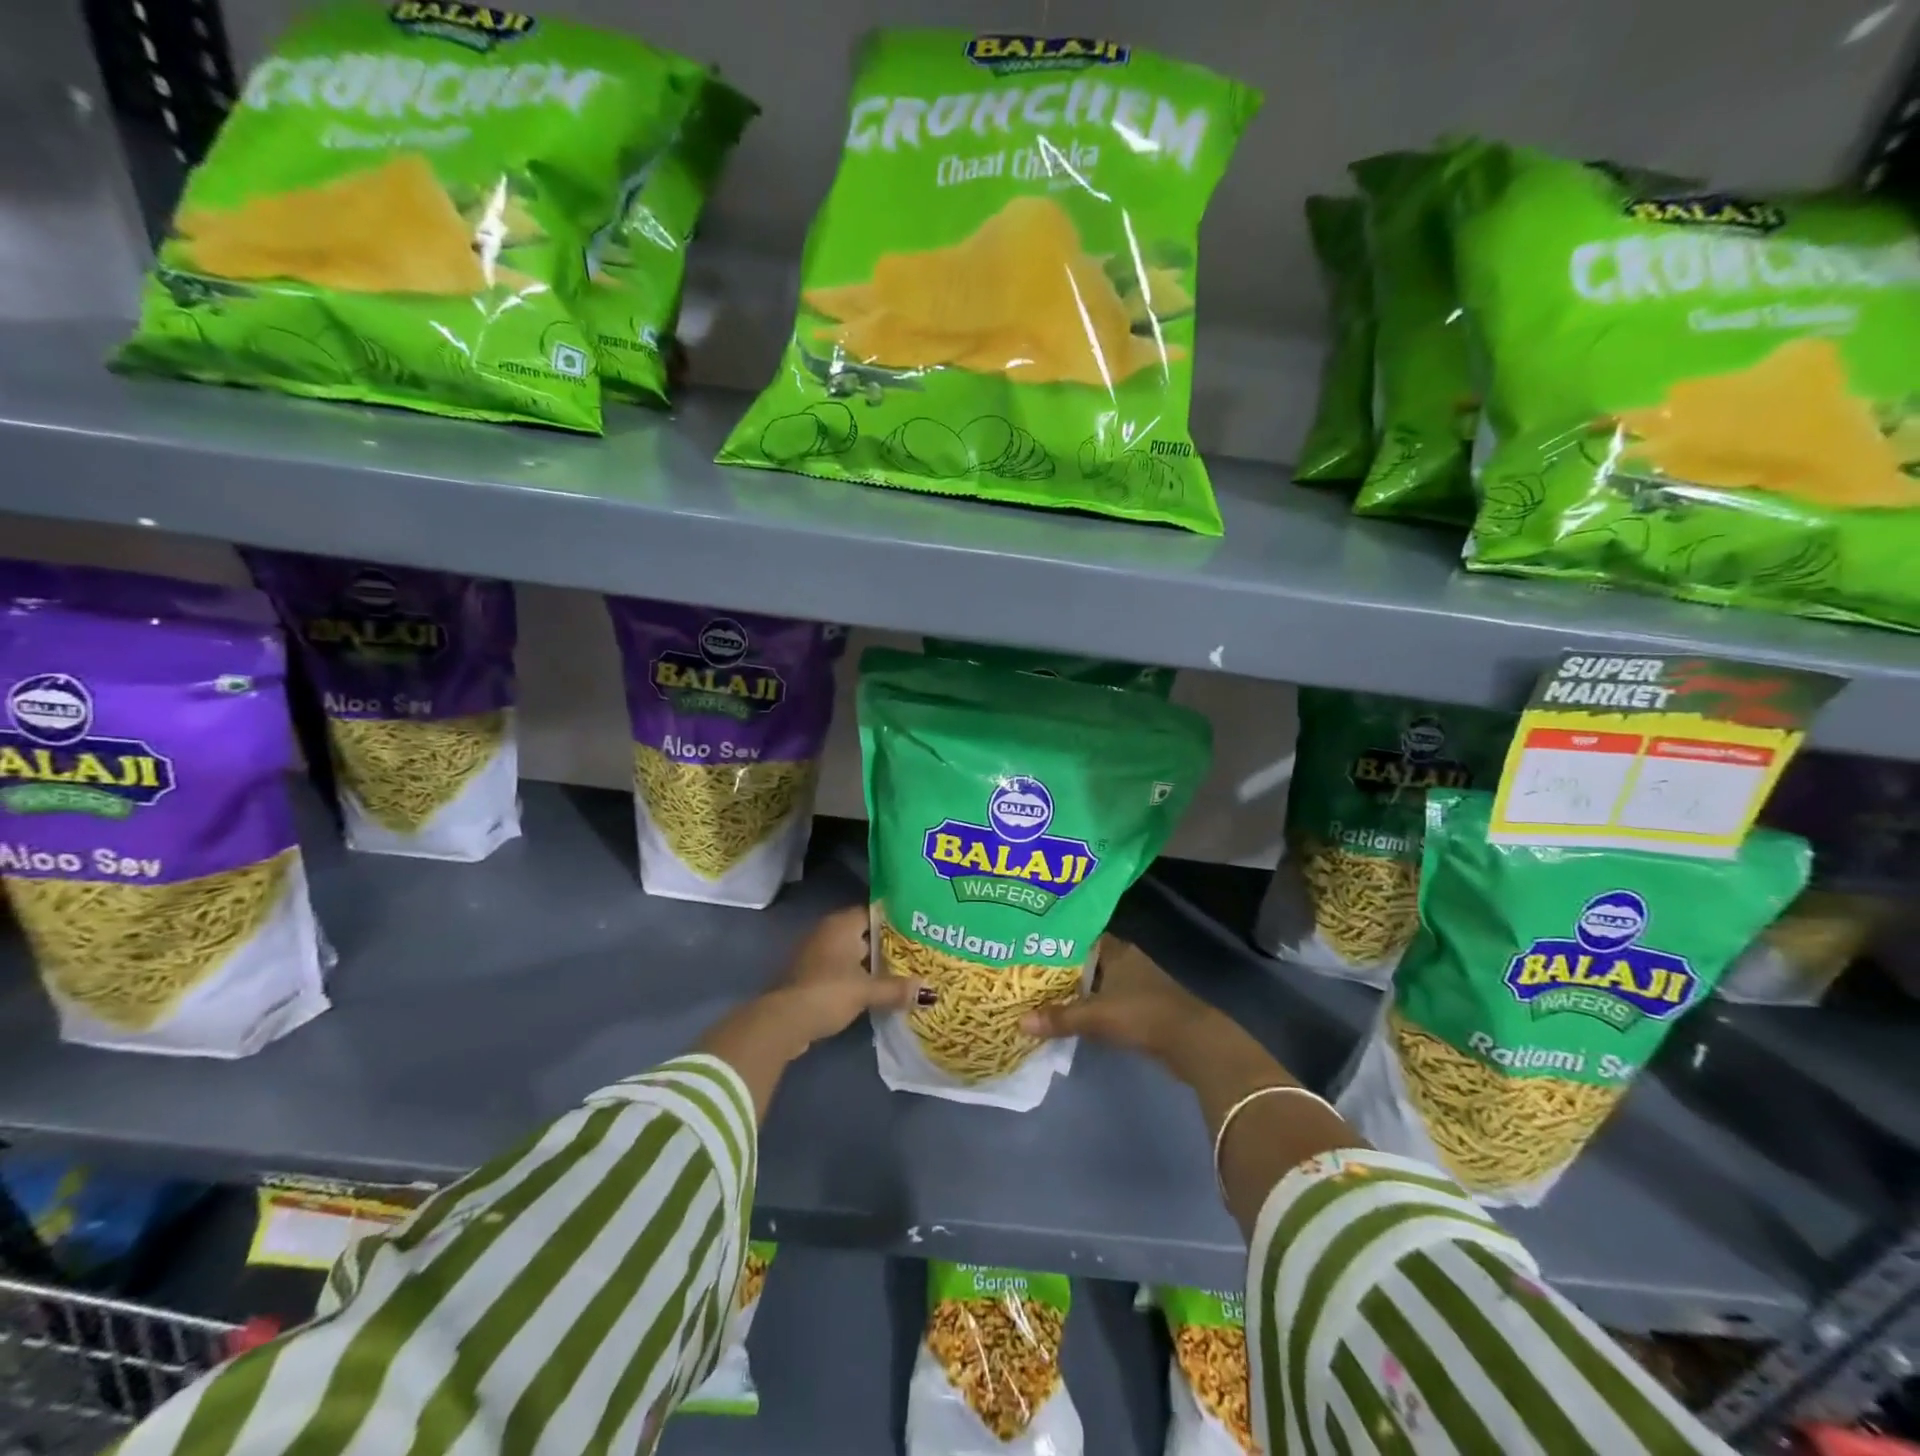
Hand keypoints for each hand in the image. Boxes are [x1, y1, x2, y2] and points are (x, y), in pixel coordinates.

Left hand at [697, 906, 930, 1121]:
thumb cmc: (828, 993)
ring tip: (902, 971)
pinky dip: (858, 976)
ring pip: (853, 952)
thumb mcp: (867, 991)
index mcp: (841, 924)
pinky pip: (842, 968)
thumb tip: (928, 991)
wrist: (783, 1021)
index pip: (873, 911)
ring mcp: (817, 953)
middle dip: (887, 943)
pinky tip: (876, 988)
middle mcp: (828, 932)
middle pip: (864, 932)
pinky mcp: (811, 975)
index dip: (896, 919)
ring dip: (872, 963)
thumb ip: (896, 988)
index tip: (918, 928)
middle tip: (917, 951)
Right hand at [1020, 937, 1216, 1066]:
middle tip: (1030, 974)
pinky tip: (1073, 1016)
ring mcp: (1137, 983)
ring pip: (1098, 982)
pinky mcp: (1143, 1006)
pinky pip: (1108, 1000)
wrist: (1192, 1040)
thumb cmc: (1142, 1013)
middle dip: (1062, 968)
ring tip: (1044, 996)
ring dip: (1078, 990)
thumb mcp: (1095, 1015)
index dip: (1057, 940)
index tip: (1031, 946)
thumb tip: (1020, 1021)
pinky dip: (1092, 1006)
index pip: (1081, 936)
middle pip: (1087, 960)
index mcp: (1116, 950)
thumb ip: (1059, 1018)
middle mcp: (1126, 960)